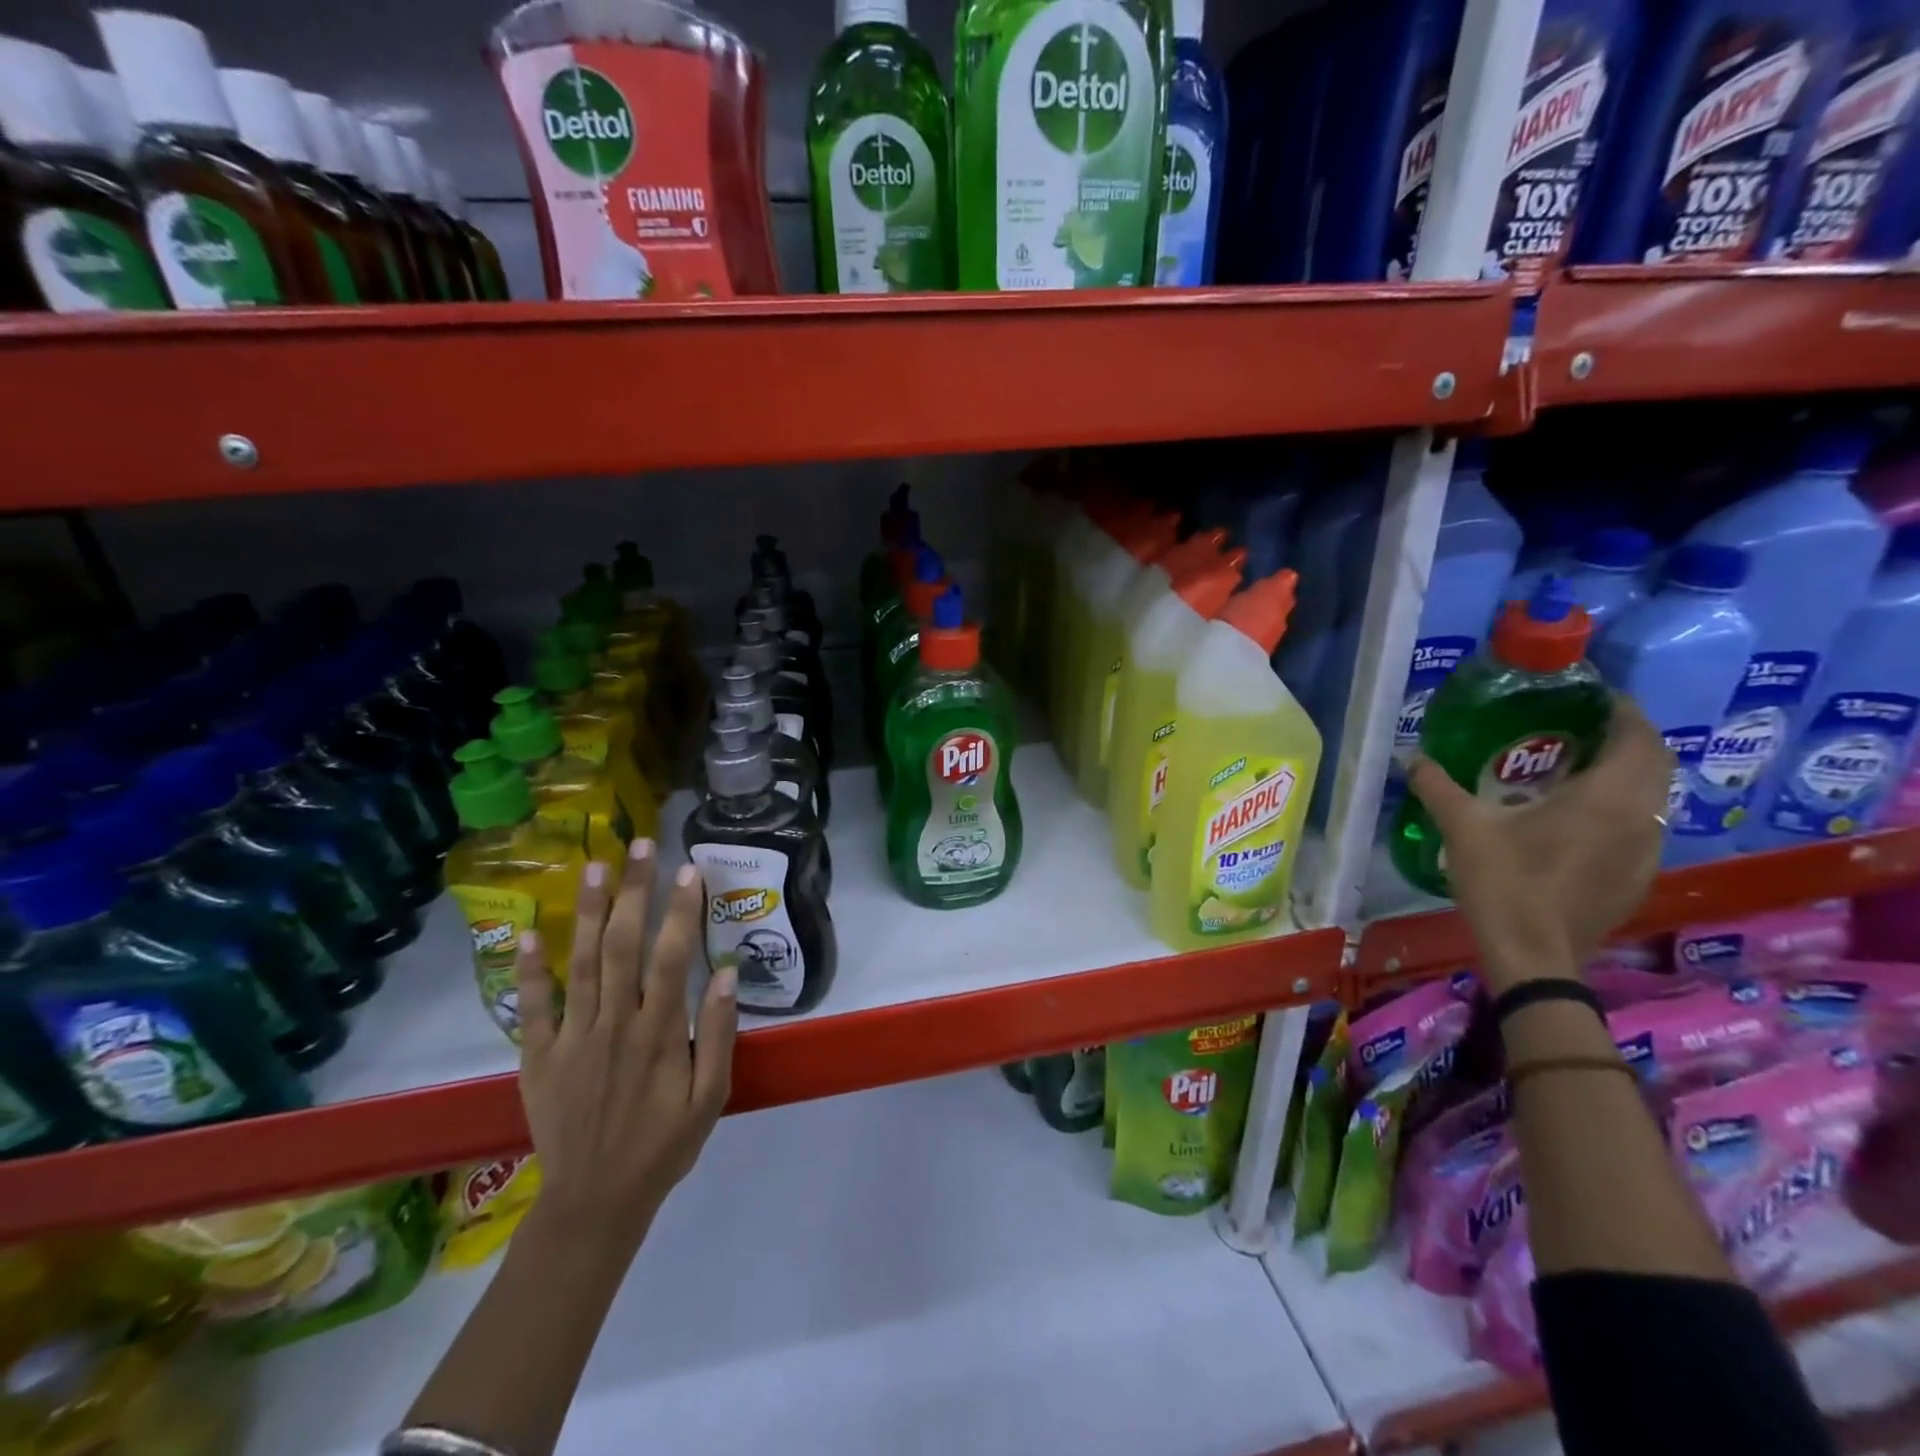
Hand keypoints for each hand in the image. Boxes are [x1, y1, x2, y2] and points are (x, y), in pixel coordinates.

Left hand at [513, 841, 737, 1249]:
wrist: (595, 1202)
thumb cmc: (664, 1145)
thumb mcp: (711, 1097)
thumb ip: (718, 1033)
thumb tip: (723, 971)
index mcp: (659, 1033)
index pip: (671, 956)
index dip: (681, 909)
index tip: (689, 868)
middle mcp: (614, 1024)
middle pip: (622, 945)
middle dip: (633, 890)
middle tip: (640, 844)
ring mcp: (572, 1038)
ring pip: (580, 963)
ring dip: (586, 911)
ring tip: (593, 865)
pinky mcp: (539, 1057)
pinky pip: (533, 1008)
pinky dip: (530, 970)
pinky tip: (528, 932)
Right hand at [1406, 695, 1671, 991]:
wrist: (1535, 956)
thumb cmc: (1505, 883)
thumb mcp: (1463, 829)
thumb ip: (1439, 787)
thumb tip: (1412, 757)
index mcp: (1606, 798)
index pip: (1638, 738)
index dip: (1623, 711)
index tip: (1593, 696)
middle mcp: (1640, 818)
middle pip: (1655, 763)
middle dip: (1627, 738)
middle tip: (1583, 726)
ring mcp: (1646, 851)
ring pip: (1653, 796)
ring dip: (1628, 773)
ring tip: (1581, 767)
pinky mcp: (1639, 876)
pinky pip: (1642, 825)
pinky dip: (1623, 806)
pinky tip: (1581, 818)